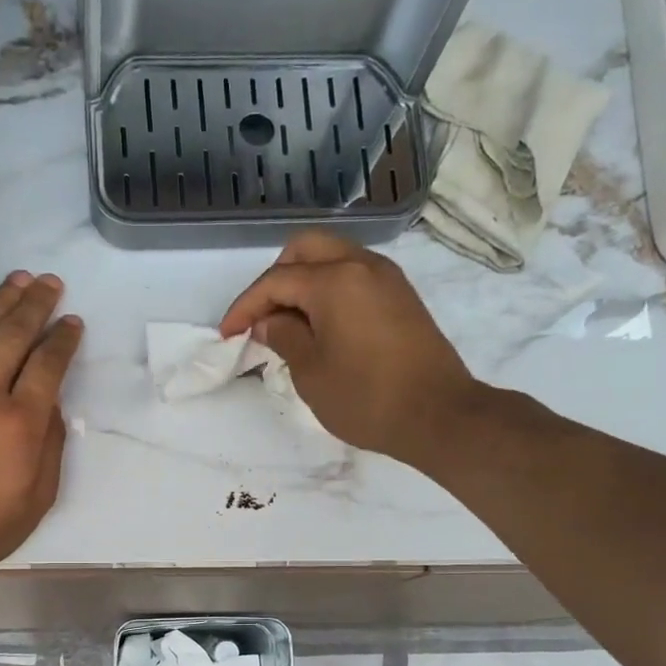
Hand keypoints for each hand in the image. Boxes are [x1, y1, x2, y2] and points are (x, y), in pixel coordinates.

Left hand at [0, 272, 83, 569]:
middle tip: (51, 282)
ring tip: (19, 280)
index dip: (63, 340)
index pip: (48, 365)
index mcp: (21, 423)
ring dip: (2, 302)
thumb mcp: (35, 500)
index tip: (73, 322)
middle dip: (36, 305)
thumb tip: (52, 408)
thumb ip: (50, 449)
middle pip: (14, 335)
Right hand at [218, 232, 478, 470]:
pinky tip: (319, 326)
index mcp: (334, 280)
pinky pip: (354, 276)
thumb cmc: (365, 398)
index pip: (275, 281)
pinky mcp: (401, 296)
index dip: (245, 306)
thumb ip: (284, 337)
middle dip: (275, 279)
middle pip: (305, 250)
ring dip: (303, 282)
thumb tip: (270, 321)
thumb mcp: (311, 372)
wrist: (437, 415)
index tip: (228, 334)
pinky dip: (328, 290)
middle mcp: (362, 265)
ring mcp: (386, 278)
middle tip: (261, 318)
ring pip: (332, 258)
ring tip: (288, 324)